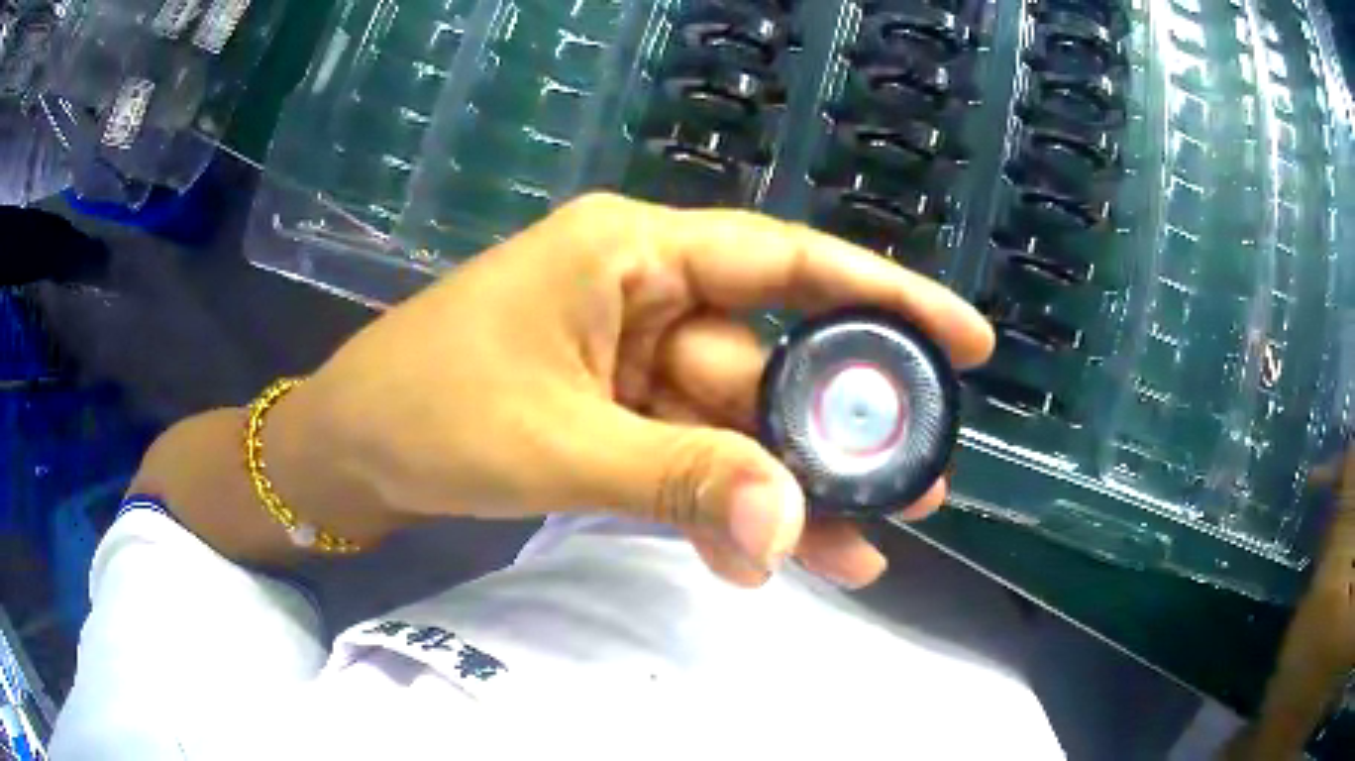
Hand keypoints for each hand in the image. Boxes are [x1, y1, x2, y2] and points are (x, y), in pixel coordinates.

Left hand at [293, 194, 992, 587]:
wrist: (346, 450)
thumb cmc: (425, 412)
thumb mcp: (555, 444)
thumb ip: (678, 480)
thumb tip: (791, 524)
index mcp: (632, 252)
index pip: (787, 262)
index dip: (885, 296)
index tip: (965, 338)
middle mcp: (643, 292)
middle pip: (771, 363)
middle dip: (840, 433)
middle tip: (920, 486)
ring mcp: (629, 360)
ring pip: (734, 426)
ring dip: (787, 491)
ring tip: (862, 549)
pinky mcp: (610, 416)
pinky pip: (688, 457)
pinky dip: (723, 506)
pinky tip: (767, 557)